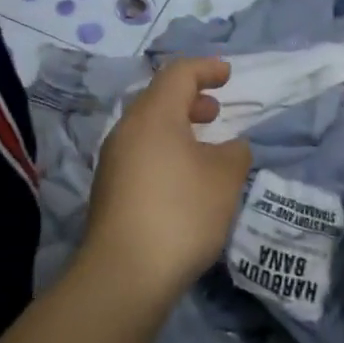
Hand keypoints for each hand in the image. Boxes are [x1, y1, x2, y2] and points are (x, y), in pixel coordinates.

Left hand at [83, 58, 253, 311]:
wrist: (124, 274)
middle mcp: (126, 130)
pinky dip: (165, 151)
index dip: (206, 69)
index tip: (228, 74)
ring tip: (204, 147)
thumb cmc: (181, 212)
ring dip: (177, 128)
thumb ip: (234, 153)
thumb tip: (229, 148)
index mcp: (153, 115)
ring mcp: (113, 161)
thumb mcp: (224, 178)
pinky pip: (141, 154)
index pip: (178, 74)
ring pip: (148, 128)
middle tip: (215, 111)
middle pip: (158, 99)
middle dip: (190, 99)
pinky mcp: (109, 190)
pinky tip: (183, 179)